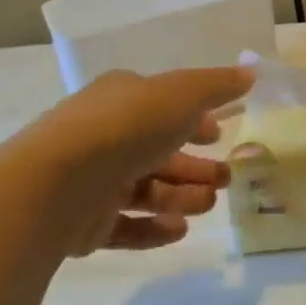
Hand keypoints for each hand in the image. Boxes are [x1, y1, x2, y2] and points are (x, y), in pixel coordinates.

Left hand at [18, 66, 252, 255]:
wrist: (55, 184)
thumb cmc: (126, 127)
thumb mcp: (182, 94)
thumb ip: (217, 86)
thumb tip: (250, 73)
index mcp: (121, 98)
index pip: (163, 106)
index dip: (194, 120)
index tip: (218, 135)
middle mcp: (105, 135)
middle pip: (158, 151)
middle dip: (195, 165)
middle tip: (227, 179)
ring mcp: (91, 180)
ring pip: (145, 189)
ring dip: (181, 196)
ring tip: (208, 205)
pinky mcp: (83, 223)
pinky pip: (125, 225)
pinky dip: (153, 228)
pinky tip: (180, 231)